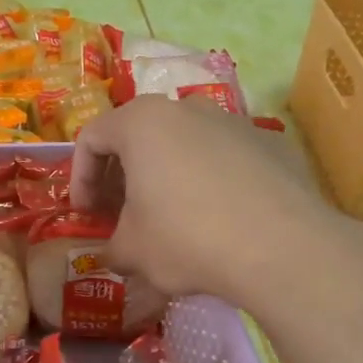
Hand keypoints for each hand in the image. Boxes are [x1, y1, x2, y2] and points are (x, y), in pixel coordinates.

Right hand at [71, 97, 362, 309]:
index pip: (92, 138)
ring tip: (170, 220)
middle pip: (139, 136)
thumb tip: (117, 254)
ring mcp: (234, 122)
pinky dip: (209, 183)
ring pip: (183, 145)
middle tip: (121, 214)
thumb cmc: (187, 238)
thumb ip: (113, 247)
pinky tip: (219, 222)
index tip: (85, 214)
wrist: (283, 247)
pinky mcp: (270, 145)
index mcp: (142, 122)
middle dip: (123, 177)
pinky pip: (224, 160)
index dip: (79, 178)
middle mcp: (186, 109)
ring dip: (166, 178)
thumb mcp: (132, 252)